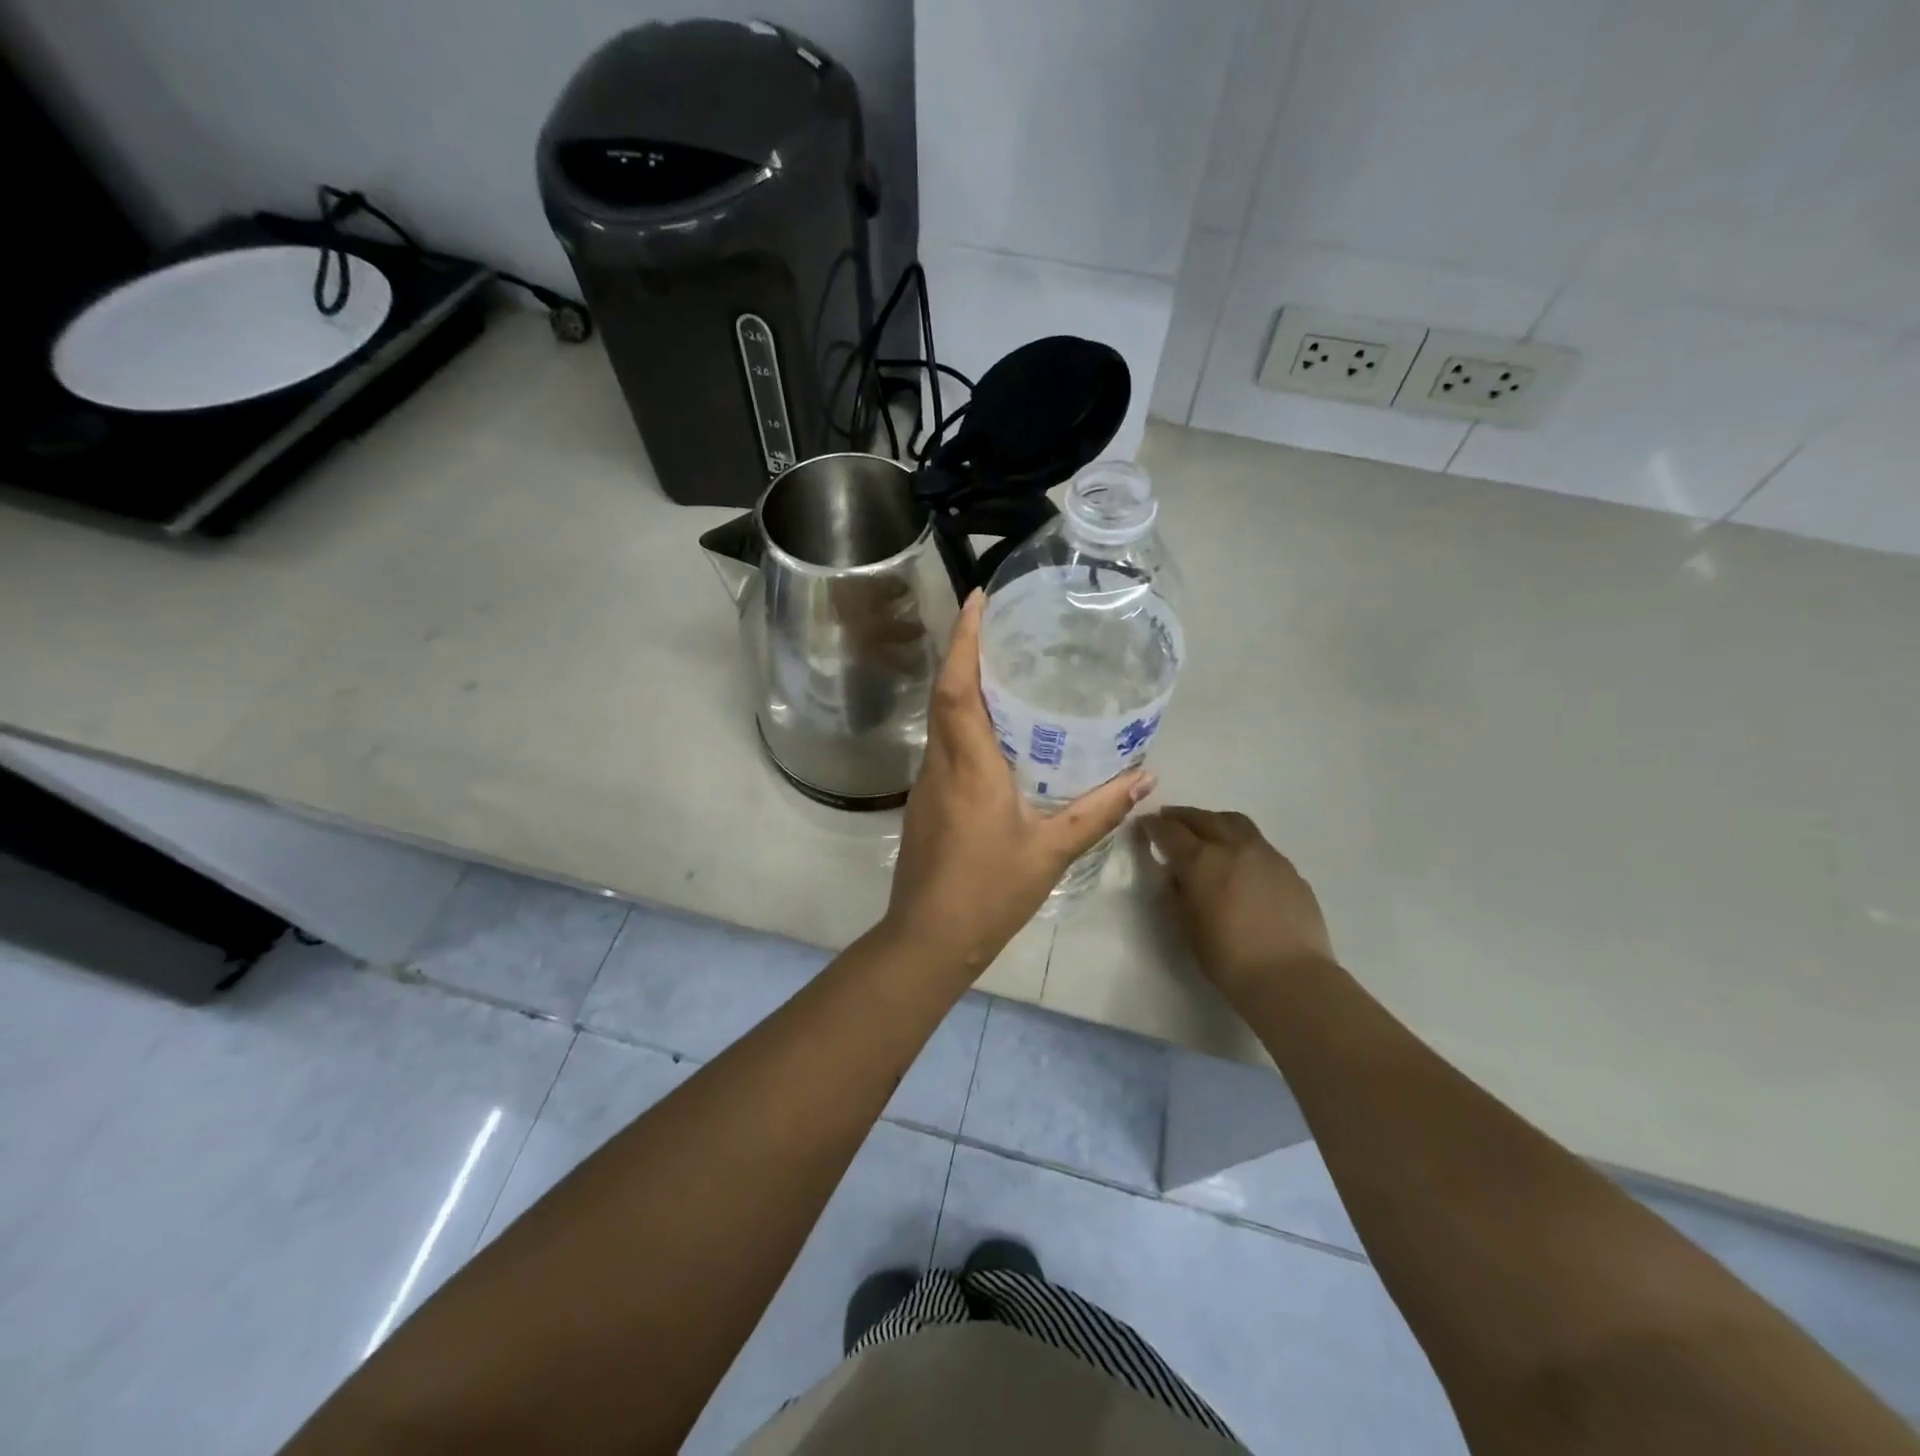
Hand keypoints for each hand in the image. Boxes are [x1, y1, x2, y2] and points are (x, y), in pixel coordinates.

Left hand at [884, 591, 1153, 978]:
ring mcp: (927, 784)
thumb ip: (1098, 811)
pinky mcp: (926, 802)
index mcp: (968, 765)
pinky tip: (994, 732)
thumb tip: (1146, 777)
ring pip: (941, 720)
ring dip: (962, 685)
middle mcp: (941, 764)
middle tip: (997, 623)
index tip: (976, 600)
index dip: (963, 640)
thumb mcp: (1051, 850)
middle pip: (944, 694)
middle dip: (964, 651)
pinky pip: (944, 746)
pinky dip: (963, 722)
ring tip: (1003, 667)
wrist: (928, 938)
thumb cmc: (989, 891)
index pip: (956, 687)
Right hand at [1140, 807, 1334, 1001]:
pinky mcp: (1288, 868)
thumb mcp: (1187, 926)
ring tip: (1205, 829)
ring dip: (1213, 820)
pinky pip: (1258, 843)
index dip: (1153, 826)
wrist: (1290, 976)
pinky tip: (1239, 859)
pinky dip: (1240, 841)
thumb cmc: (1228, 958)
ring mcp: (1265, 854)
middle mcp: (1232, 846)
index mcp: (1200, 860)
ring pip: (1234, 822)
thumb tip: (1177, 875)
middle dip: (1181, 816)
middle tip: (1169, 819)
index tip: (1144, 825)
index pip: (1170, 831)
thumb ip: (1178, 893)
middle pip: (1202, 818)